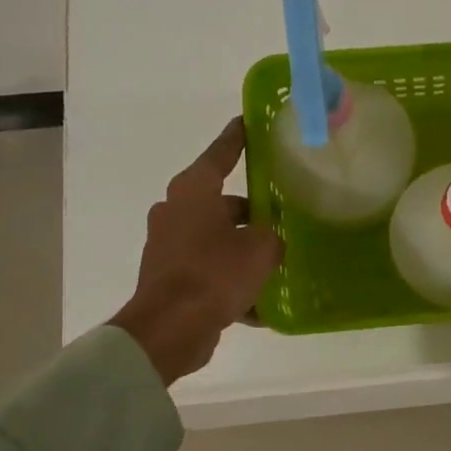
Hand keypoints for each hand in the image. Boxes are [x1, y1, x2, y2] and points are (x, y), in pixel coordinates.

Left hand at [109, 118, 281, 384]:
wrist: (171, 328)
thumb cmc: (215, 274)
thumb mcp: (260, 250)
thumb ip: (272, 237)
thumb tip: (269, 241)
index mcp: (193, 192)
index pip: (220, 154)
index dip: (237, 138)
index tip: (247, 122)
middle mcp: (176, 211)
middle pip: (221, 202)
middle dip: (250, 211)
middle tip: (281, 215)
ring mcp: (169, 245)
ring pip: (216, 239)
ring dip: (242, 249)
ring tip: (276, 262)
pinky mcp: (170, 277)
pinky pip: (209, 271)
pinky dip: (231, 282)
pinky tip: (260, 304)